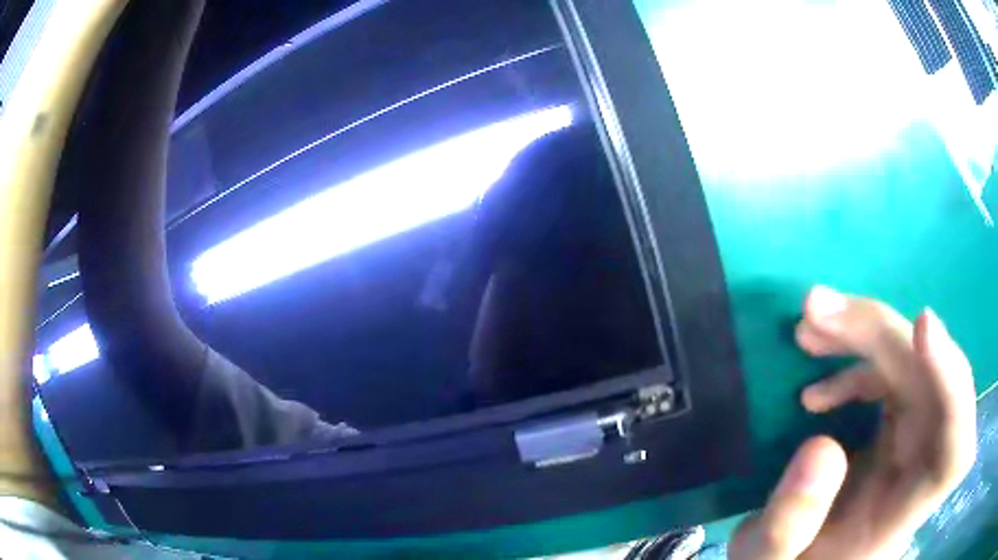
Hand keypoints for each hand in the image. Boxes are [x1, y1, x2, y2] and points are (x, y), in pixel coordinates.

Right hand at [730, 286, 976, 558]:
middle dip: (883, 337)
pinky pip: (896, 377)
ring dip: (867, 337)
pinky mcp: (900, 428)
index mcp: (902, 516)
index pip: (955, 450)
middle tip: (819, 312)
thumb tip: (821, 444)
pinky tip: (817, 385)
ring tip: (810, 328)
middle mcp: (921, 470)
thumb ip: (787, 525)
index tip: (921, 326)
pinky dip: (857, 363)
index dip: (953, 386)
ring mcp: (915, 443)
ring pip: (916, 368)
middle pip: (932, 384)